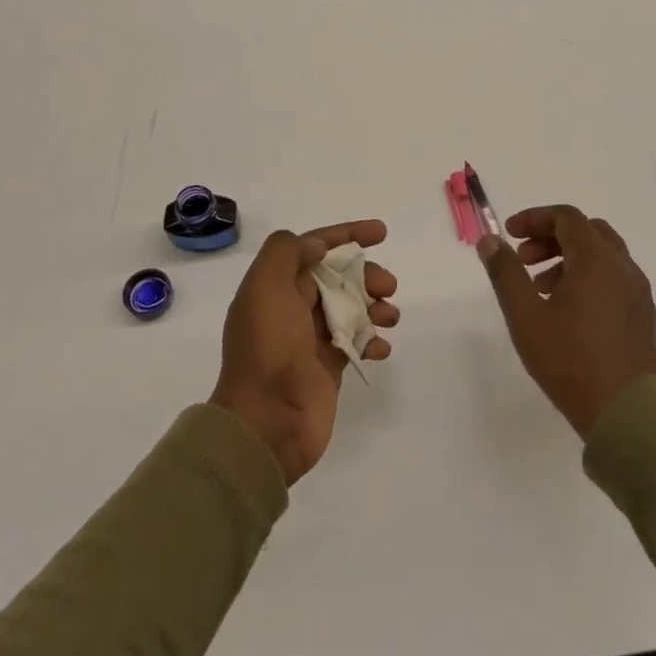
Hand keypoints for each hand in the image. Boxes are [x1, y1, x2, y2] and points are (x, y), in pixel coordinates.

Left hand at [209, 221, 399, 485]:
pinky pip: (356, 342)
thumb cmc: (269, 349)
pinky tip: (381, 348)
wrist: (267, 423)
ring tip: (390, 318)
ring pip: (351, 307)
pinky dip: (373, 340)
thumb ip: (287, 253)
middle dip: (367, 274)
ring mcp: (310, 338)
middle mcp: (292, 307)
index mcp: (276, 285)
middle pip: (338, 277)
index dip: (347, 234)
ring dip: (375, 305)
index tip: (381, 232)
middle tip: (388, 286)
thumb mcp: (265, 287)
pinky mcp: (327, 366)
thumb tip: (318, 246)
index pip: (314, 247)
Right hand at [478, 206, 655, 437]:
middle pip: (586, 231)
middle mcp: (623, 267)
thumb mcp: (526, 316)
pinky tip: (568, 309)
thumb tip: (490, 240)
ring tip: (541, 288)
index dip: (534, 218)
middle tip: (524, 259)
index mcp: (597, 260)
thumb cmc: (571, 361)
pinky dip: (588, 276)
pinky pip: (614, 277)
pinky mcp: (643, 314)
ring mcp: (638, 291)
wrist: (627, 413)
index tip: (509, 234)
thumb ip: (506, 273)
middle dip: (551, 236)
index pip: (566, 217)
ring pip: (602, 255)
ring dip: (569, 257)